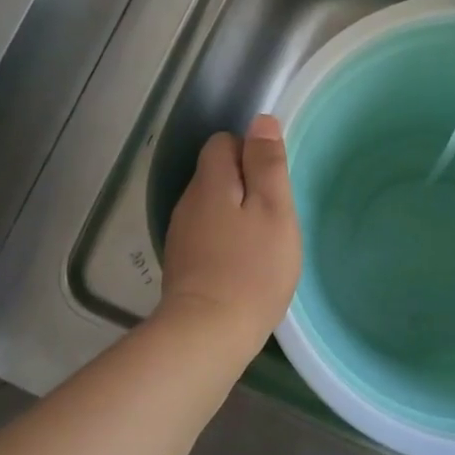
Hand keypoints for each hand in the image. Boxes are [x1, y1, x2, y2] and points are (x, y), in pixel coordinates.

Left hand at [159, 114, 301, 349]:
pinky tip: (241, 264)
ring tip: (261, 242)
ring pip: (212, 205)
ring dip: (235, 213)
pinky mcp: (181, 263)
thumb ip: (267, 163)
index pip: (223, 142)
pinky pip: (206, 233)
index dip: (250, 152)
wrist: (207, 334)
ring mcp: (181, 233)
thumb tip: (261, 121)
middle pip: (216, 173)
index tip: (272, 182)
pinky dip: (224, 239)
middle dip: (245, 184)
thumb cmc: (252, 267)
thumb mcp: (273, 209)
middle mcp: (188, 201)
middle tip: (274, 215)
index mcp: (210, 181)